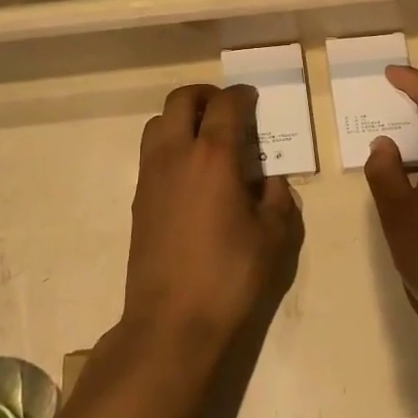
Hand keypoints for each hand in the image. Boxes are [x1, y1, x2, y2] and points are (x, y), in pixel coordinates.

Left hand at [123, 85, 303, 351]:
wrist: (171, 321)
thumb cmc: (229, 276)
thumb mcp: (274, 238)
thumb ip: (278, 199)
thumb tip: (271, 181)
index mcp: (214, 156)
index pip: (226, 105)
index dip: (241, 95)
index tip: (253, 99)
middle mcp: (177, 154)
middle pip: (181, 100)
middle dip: (205, 96)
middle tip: (226, 110)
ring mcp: (151, 175)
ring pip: (158, 122)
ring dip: (181, 117)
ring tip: (205, 138)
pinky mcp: (139, 198)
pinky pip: (151, 152)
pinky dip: (169, 145)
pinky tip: (190, 173)